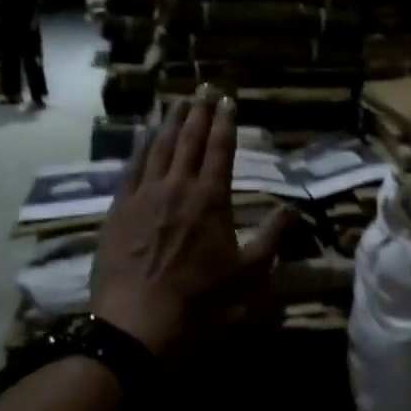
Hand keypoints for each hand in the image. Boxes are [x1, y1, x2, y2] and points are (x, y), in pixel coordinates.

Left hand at [90, 87, 295, 355]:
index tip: (228, 100)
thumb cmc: (201, 299)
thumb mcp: (249, 273)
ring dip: (170, 122)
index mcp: (211, 199)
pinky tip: (144, 137)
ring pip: (159, 147)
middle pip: (189, 139)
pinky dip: (141, 146)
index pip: (221, 149)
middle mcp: (178, 186)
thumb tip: (292, 211)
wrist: (138, 320)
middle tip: (205, 89)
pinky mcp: (118, 209)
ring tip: (177, 103)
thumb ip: (272, 238)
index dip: (225, 122)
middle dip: (199, 112)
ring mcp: (144, 195)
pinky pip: (132, 167)